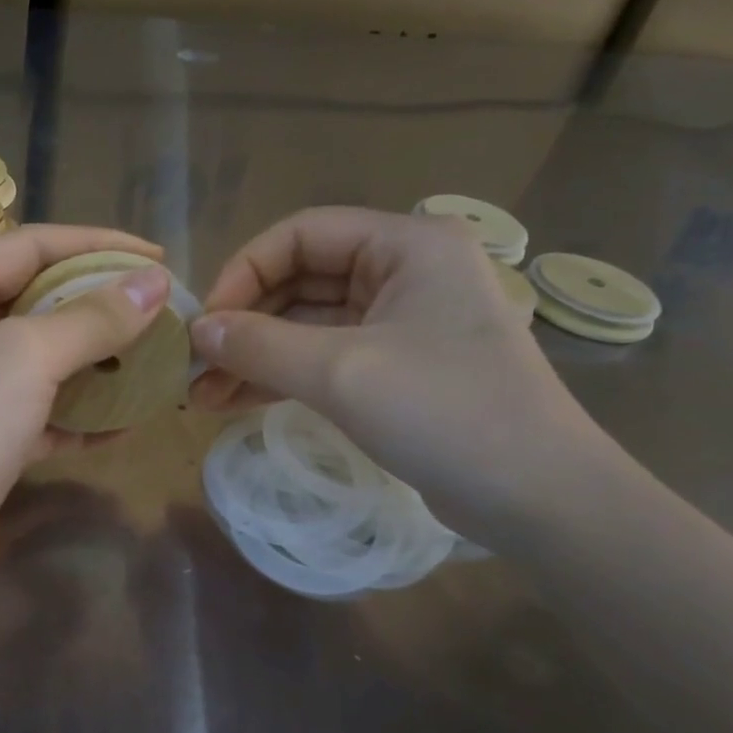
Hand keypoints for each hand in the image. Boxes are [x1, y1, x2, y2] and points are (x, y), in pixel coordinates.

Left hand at [0, 225, 169, 626]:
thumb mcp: (27, 357)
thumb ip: (92, 318)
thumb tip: (154, 281)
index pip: (30, 245)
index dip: (96, 244)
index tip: (156, 257)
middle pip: (38, 302)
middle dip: (100, 305)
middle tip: (160, 311)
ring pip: (44, 363)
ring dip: (97, 362)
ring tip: (154, 362)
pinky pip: (43, 416)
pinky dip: (81, 417)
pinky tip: (125, 424)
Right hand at [189, 206, 614, 542]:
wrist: (537, 498)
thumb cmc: (445, 413)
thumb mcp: (341, 372)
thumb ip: (260, 345)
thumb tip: (196, 331)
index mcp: (405, 244)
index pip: (300, 234)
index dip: (243, 272)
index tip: (205, 324)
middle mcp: (404, 271)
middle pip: (300, 280)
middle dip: (244, 324)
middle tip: (195, 366)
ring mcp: (401, 321)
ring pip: (307, 324)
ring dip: (255, 357)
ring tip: (202, 395)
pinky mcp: (396, 367)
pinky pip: (324, 358)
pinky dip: (281, 377)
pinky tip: (235, 403)